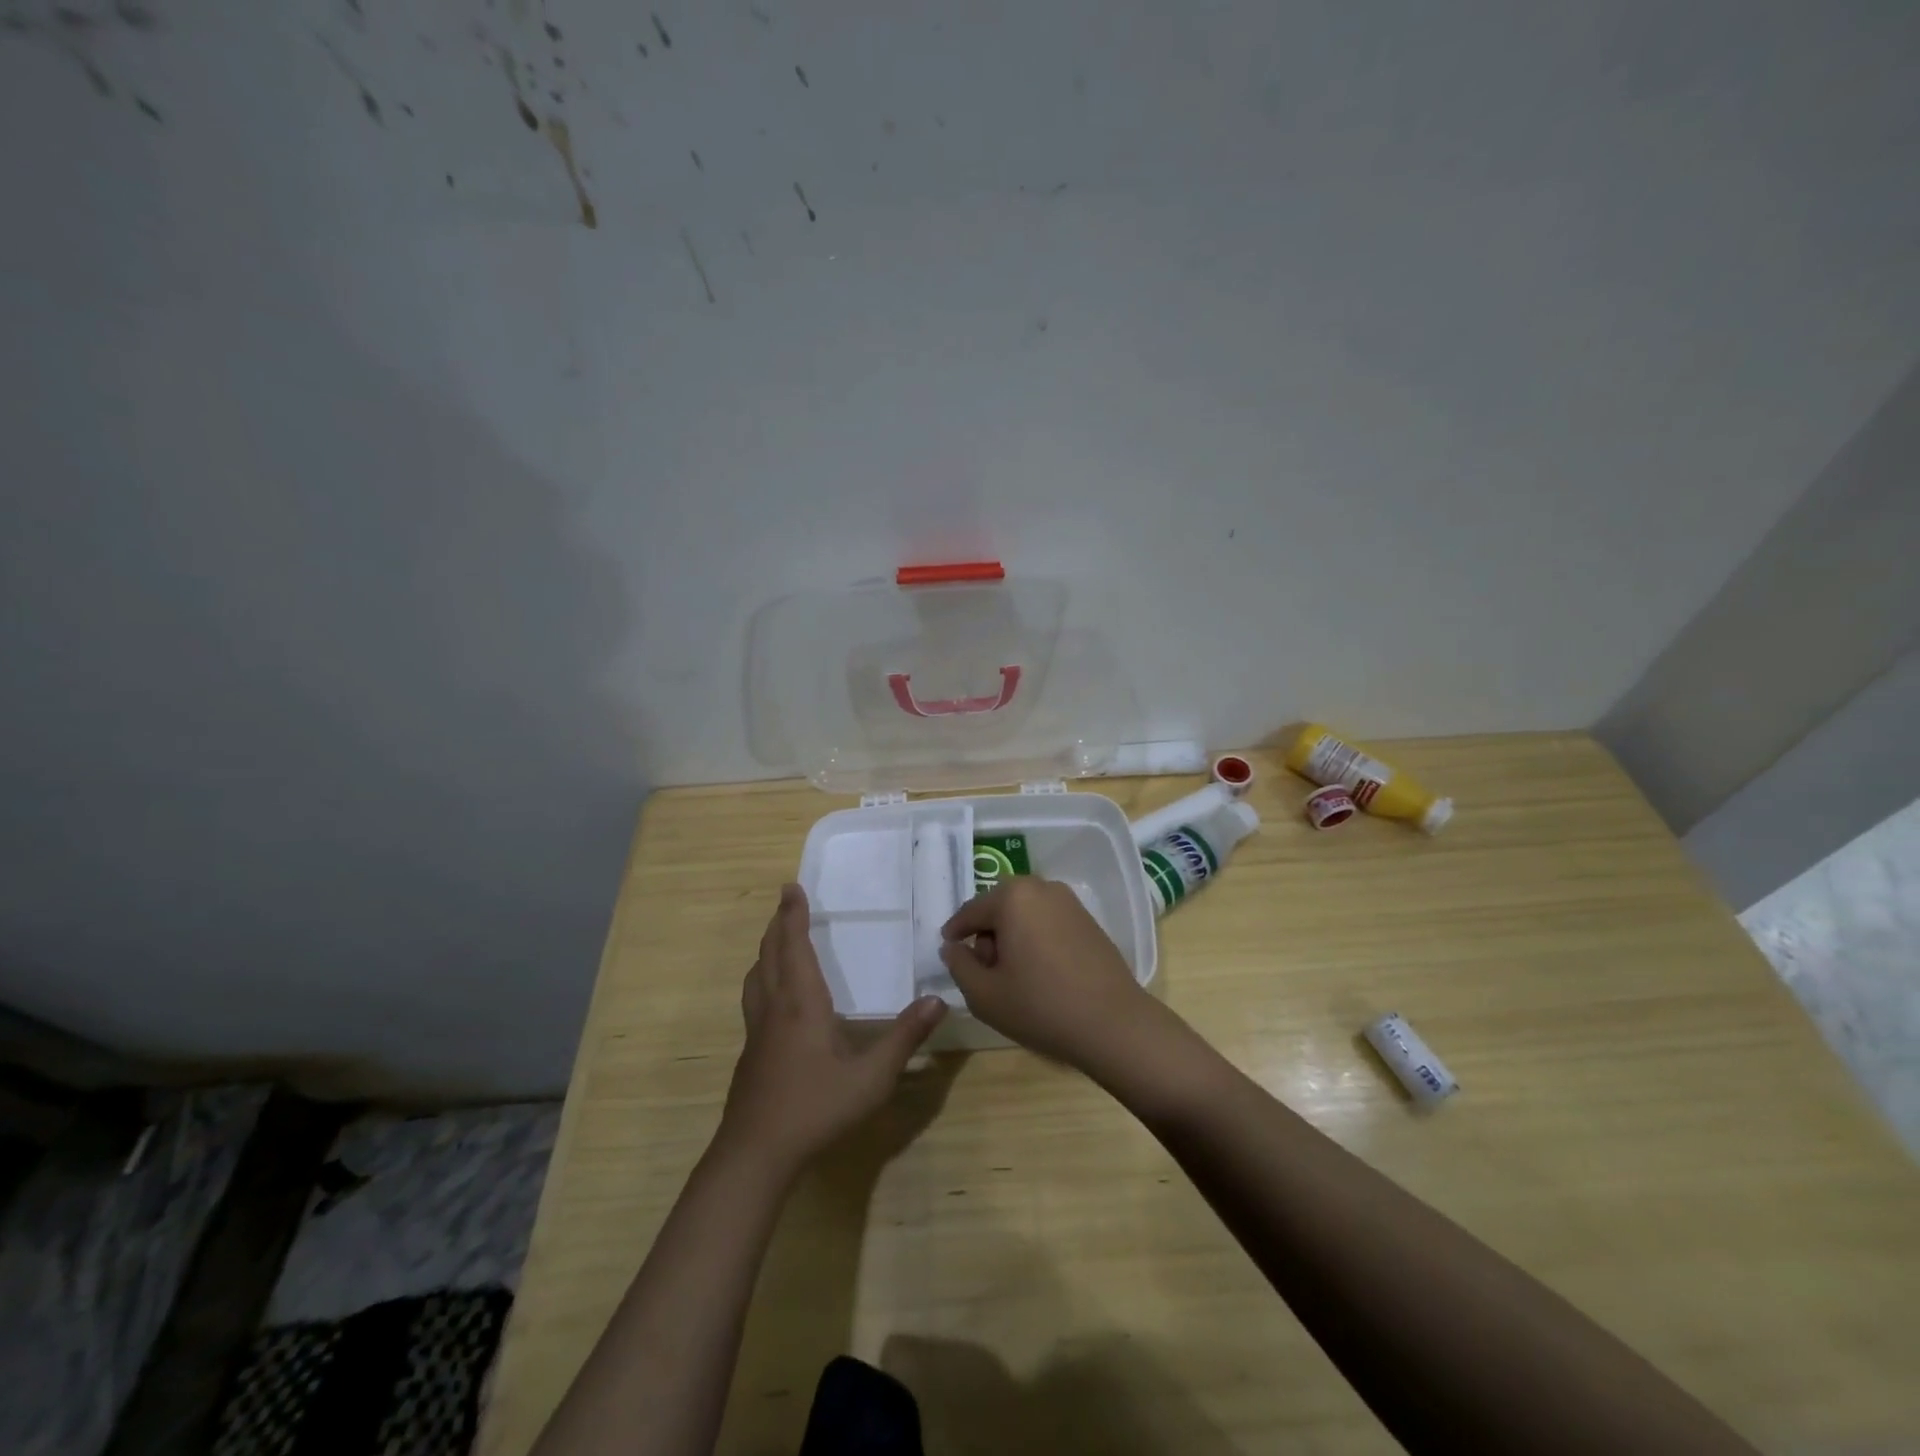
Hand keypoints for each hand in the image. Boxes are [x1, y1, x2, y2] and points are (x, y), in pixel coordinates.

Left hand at [719, 884, 946, 1175]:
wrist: (756, 1154)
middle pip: (770, 954)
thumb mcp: (872, 1077)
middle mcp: (774, 1008)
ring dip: (766, 949)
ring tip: (777, 940)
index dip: (792, 915)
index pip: (793, 946)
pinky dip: (762, 977)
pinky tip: (774, 997)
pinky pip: (754, 997)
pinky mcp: (750, 1052)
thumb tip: (937, 1001)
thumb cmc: (816, 1108)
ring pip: (756, 976)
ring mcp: (756, 1031)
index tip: (792, 887)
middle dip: (778, 924)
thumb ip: (904, 1038)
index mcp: (801, 1003)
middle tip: (786, 901)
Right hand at [939, 877, 1161, 1070]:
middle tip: (984, 970)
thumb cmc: (1041, 1006)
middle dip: (986, 933)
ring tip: (1012, 974)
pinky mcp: (1088, 919)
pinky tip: (1039, 971)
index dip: (955, 932)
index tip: (949, 950)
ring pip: (1024, 913)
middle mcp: (1041, 888)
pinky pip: (1047, 921)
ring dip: (1011, 935)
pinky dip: (1035, 938)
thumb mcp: (984, 994)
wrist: (1113, 1024)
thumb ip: (959, 965)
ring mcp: (1069, 902)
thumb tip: (953, 947)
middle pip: (999, 907)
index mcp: (1012, 897)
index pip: (971, 911)